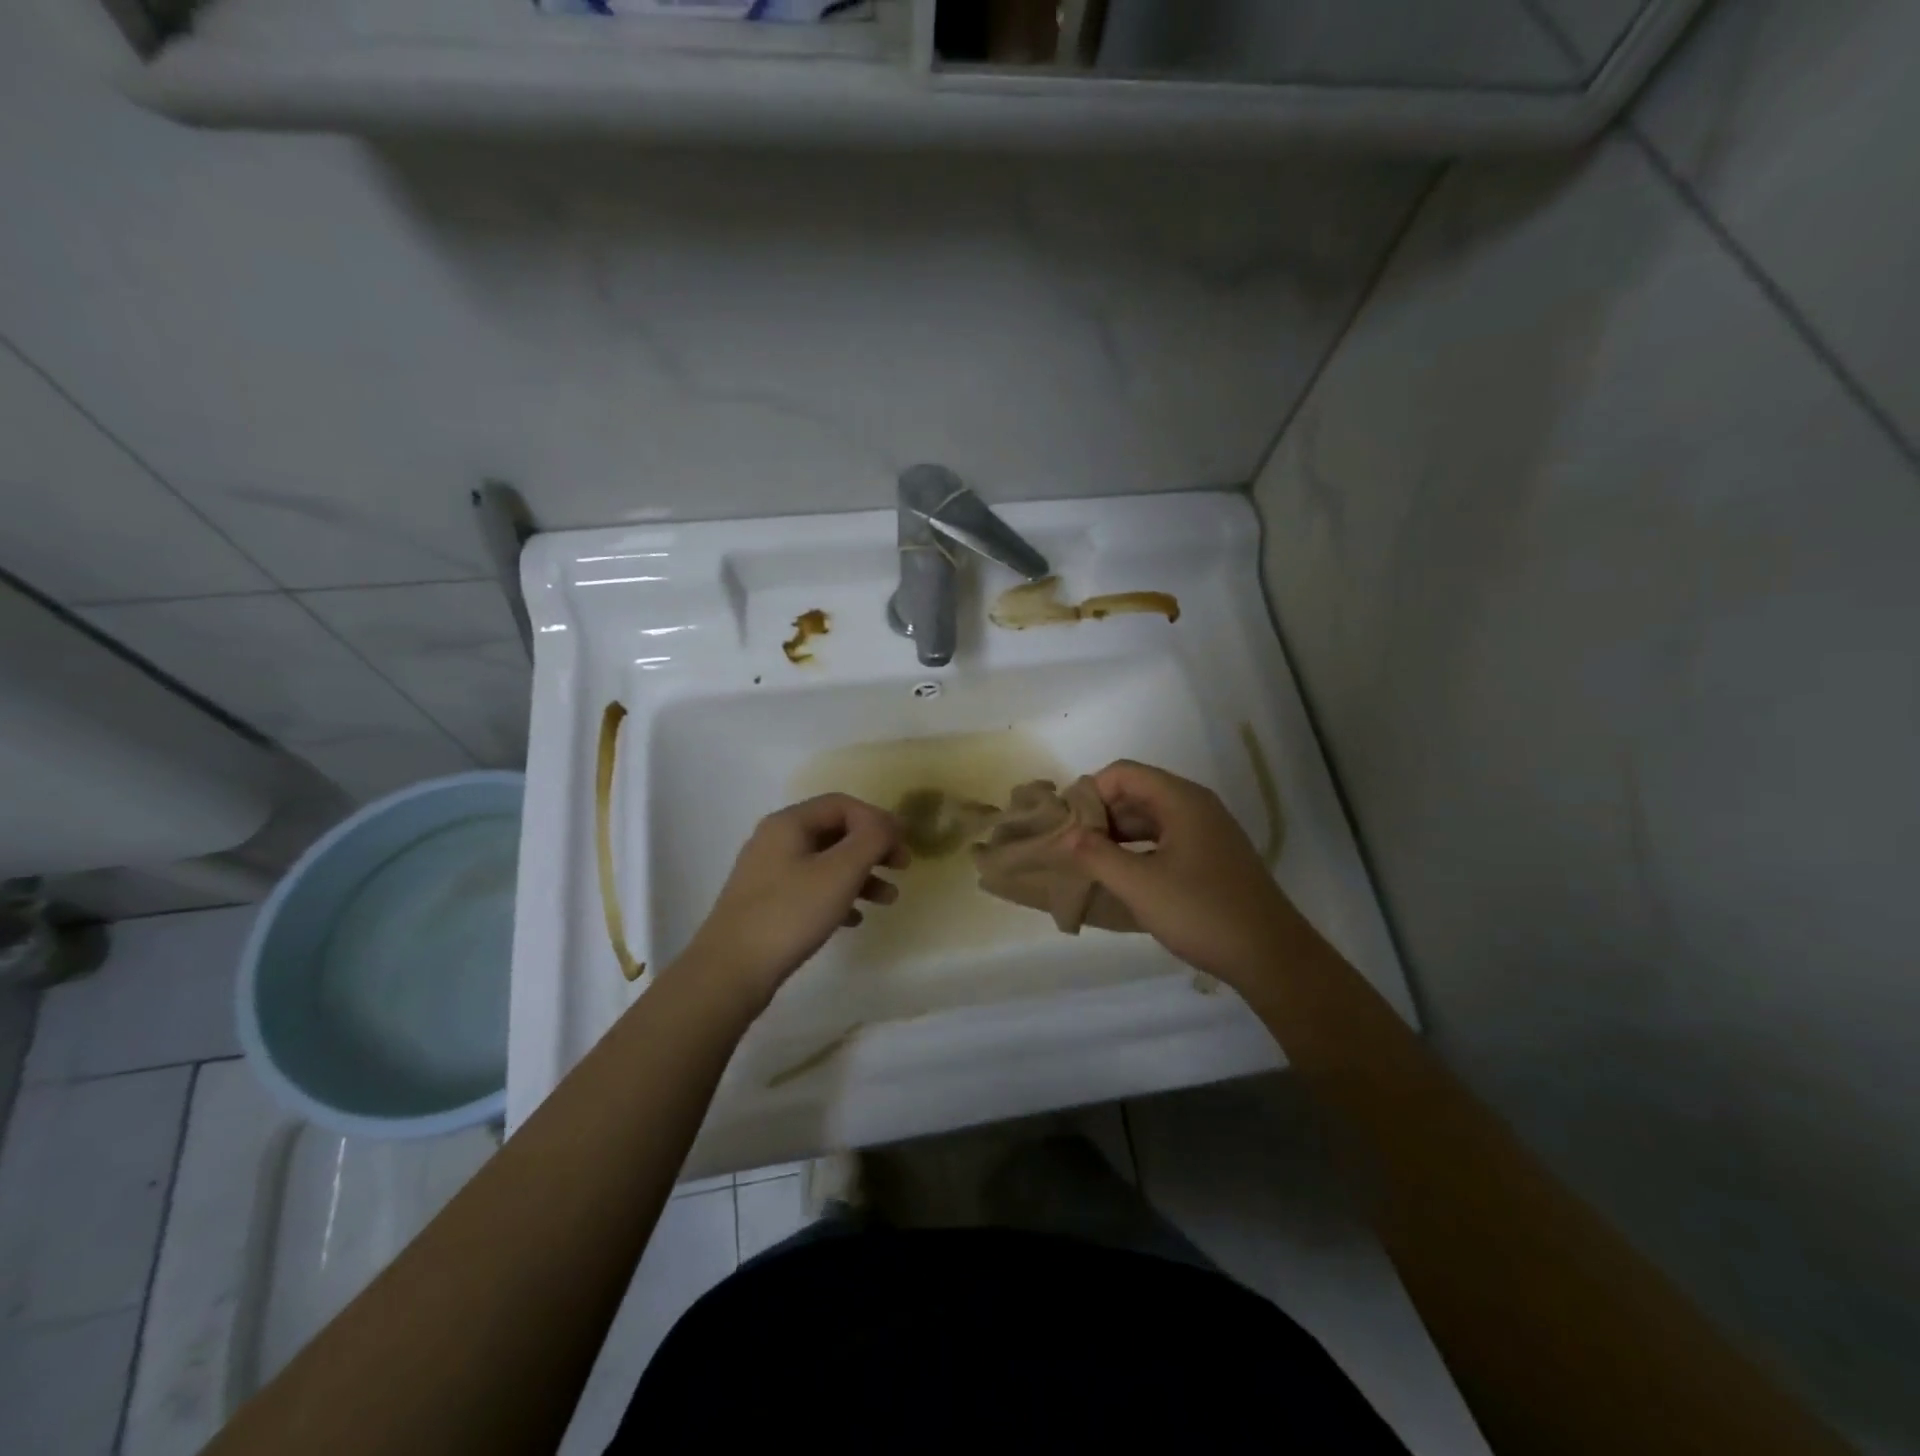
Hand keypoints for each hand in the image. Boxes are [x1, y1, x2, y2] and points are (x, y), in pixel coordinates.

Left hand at [680, 794, 907, 1006]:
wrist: (730, 971)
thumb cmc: (790, 913)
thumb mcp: (840, 872)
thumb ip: (871, 839)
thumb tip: (889, 823)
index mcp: (789, 823)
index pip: (843, 804)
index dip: (878, 820)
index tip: (903, 845)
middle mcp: (775, 840)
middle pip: (835, 831)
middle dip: (872, 848)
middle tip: (902, 868)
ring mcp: (768, 872)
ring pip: (825, 862)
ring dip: (860, 875)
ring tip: (887, 900)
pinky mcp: (766, 903)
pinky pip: (811, 889)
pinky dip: (838, 897)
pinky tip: (854, 919)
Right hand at [1068, 761, 1296, 986]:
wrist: (1271, 956)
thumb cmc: (1201, 912)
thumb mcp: (1139, 885)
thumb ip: (1096, 855)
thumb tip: (1065, 835)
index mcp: (1181, 800)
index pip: (1123, 773)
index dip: (1090, 792)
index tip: (1065, 824)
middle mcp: (1195, 807)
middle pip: (1136, 793)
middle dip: (1100, 815)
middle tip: (1070, 846)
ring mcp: (1206, 833)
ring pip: (1149, 820)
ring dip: (1117, 836)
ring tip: (1088, 863)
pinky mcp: (1211, 858)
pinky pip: (1164, 840)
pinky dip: (1138, 851)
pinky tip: (1121, 877)